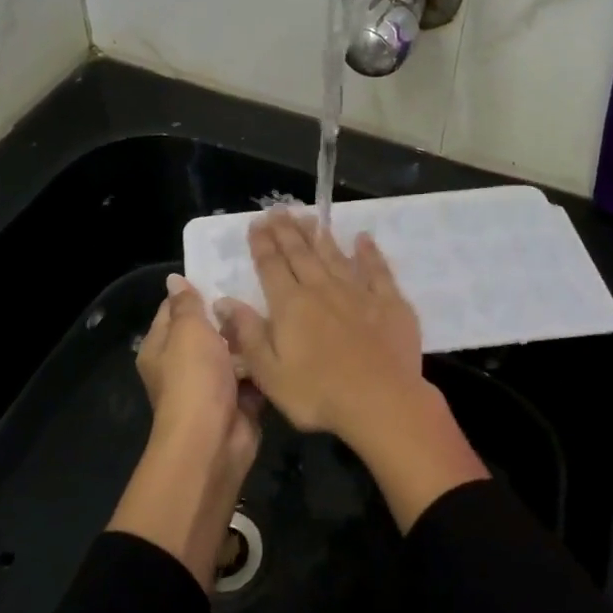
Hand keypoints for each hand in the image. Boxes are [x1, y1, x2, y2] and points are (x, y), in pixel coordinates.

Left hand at [135, 272, 261, 475]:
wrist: (213, 440)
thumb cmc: (194, 378)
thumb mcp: (187, 331)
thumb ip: (186, 304)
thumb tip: (174, 280)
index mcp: (160, 348)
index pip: (173, 309)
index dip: (196, 290)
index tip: (225, 271)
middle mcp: (181, 366)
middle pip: (206, 330)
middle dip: (229, 313)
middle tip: (258, 287)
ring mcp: (210, 385)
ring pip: (233, 352)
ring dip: (249, 338)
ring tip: (276, 308)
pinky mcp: (237, 401)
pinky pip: (252, 374)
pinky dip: (263, 364)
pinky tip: (283, 341)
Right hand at [215, 210, 422, 439]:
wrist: (382, 402)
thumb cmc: (318, 394)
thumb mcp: (269, 373)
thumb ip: (247, 334)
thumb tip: (223, 301)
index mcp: (290, 306)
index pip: (271, 267)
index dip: (262, 244)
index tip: (256, 223)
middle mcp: (321, 290)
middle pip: (300, 254)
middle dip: (287, 232)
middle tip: (278, 210)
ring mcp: (358, 293)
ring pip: (334, 256)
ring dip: (320, 236)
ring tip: (310, 217)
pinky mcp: (389, 302)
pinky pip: (377, 270)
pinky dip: (368, 253)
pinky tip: (363, 238)